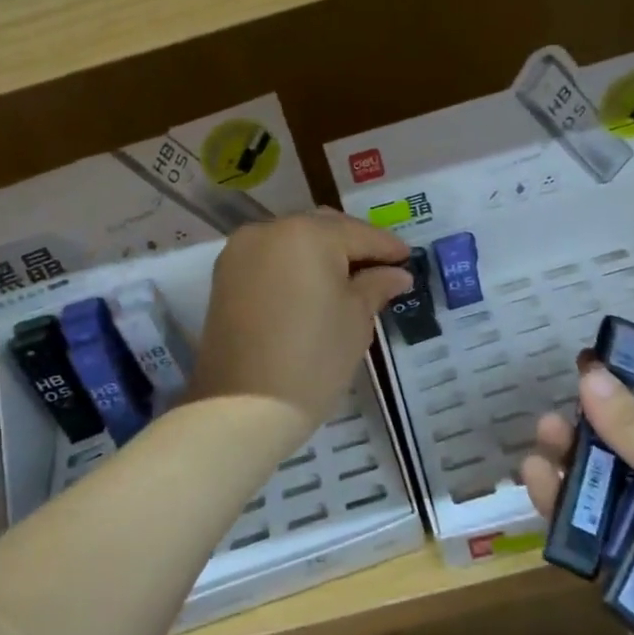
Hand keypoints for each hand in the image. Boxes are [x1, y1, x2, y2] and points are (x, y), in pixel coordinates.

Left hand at [188, 211, 411, 430]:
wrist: (243, 406)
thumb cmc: (313, 359)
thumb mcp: (356, 320)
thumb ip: (376, 286)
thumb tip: (396, 273)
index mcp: (307, 233)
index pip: (359, 234)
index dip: (388, 247)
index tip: (408, 260)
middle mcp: (270, 230)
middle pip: (323, 227)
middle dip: (353, 244)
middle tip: (381, 268)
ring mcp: (241, 251)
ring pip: (293, 239)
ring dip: (321, 252)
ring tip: (349, 279)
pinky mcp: (225, 275)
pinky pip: (270, 257)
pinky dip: (294, 264)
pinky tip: (314, 286)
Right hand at [521, 362, 633, 634]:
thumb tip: (590, 373)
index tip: (596, 363)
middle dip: (595, 423)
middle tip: (560, 408)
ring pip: (606, 481)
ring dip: (572, 458)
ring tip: (543, 435)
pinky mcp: (628, 567)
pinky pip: (588, 525)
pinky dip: (561, 502)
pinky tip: (534, 479)